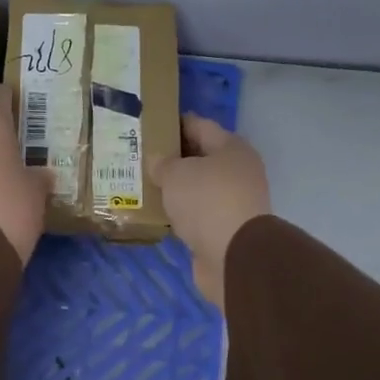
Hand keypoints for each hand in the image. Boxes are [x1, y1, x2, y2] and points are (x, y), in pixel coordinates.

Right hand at [150, 115, 270, 311]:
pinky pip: (197, 213)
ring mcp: (234, 202)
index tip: (148, 126)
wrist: (234, 256)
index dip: (173, 124)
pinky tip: (159, 213)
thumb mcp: (176, 174)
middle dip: (172, 158)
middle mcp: (238, 171)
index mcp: (232, 148)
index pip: (199, 125)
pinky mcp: (226, 229)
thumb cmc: (207, 201)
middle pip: (200, 157)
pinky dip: (181, 213)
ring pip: (198, 188)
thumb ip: (163, 163)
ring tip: (144, 186)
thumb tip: (158, 161)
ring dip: (176, 188)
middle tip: (140, 158)